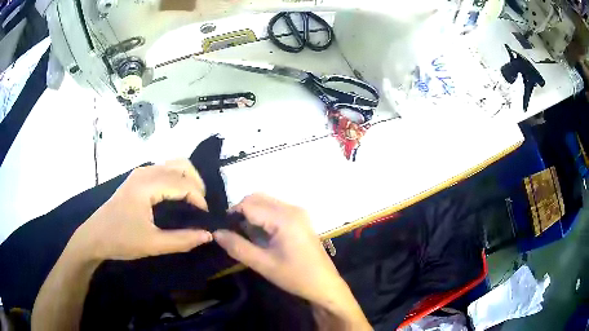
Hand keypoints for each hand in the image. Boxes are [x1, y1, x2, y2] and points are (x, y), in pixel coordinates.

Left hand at [70, 159, 212, 261]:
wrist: (94, 237)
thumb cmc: (121, 240)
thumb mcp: (152, 244)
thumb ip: (182, 240)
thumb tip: (208, 235)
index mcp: (146, 185)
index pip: (183, 183)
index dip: (199, 199)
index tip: (206, 218)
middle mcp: (145, 172)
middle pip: (181, 164)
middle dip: (197, 183)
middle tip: (201, 207)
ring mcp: (140, 173)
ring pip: (173, 164)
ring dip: (187, 179)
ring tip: (193, 202)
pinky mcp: (137, 178)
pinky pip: (164, 170)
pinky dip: (177, 179)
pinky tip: (177, 197)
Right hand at [213, 194, 370, 328]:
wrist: (324, 284)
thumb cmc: (295, 276)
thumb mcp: (263, 264)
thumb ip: (237, 247)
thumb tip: (216, 233)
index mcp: (284, 218)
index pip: (249, 204)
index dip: (232, 214)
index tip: (223, 230)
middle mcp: (292, 208)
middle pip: (257, 198)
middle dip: (241, 211)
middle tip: (233, 233)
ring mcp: (298, 212)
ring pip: (266, 202)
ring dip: (251, 214)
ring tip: (246, 235)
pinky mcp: (300, 218)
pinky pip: (275, 209)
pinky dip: (263, 216)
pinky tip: (260, 235)